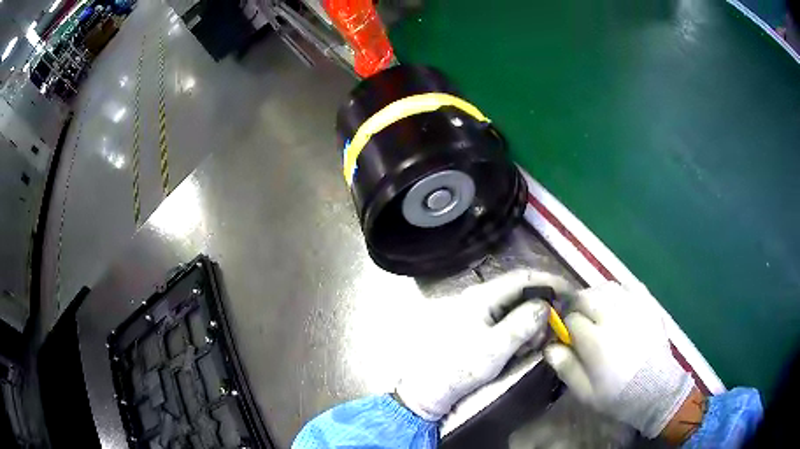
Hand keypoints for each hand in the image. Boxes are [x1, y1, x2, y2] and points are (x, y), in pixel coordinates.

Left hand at [396, 270, 570, 420]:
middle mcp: (480, 297)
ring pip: (516, 307)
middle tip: (553, 326)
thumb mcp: (494, 350)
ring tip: (534, 343)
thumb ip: (521, 326)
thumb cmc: (459, 369)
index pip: (522, 278)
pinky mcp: (479, 326)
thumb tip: (546, 305)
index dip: (549, 281)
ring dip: (531, 322)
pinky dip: (521, 331)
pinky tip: (523, 347)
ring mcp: (479, 311)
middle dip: (541, 307)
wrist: (430, 390)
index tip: (571, 292)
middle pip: (521, 291)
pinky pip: (507, 321)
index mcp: (481, 296)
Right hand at [543, 281, 694, 437]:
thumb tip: (550, 347)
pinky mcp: (648, 304)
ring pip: (606, 287)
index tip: (567, 336)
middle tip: (578, 318)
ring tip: (597, 308)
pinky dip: (619, 290)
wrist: (654, 388)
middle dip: (577, 305)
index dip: (565, 326)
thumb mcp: (585, 391)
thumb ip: (566, 367)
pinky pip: (629, 285)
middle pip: (586, 296)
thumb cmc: (617, 394)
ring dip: (596, 295)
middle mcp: (612, 317)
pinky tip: (617, 302)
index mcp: (595, 340)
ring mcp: (633, 308)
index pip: (571, 320)